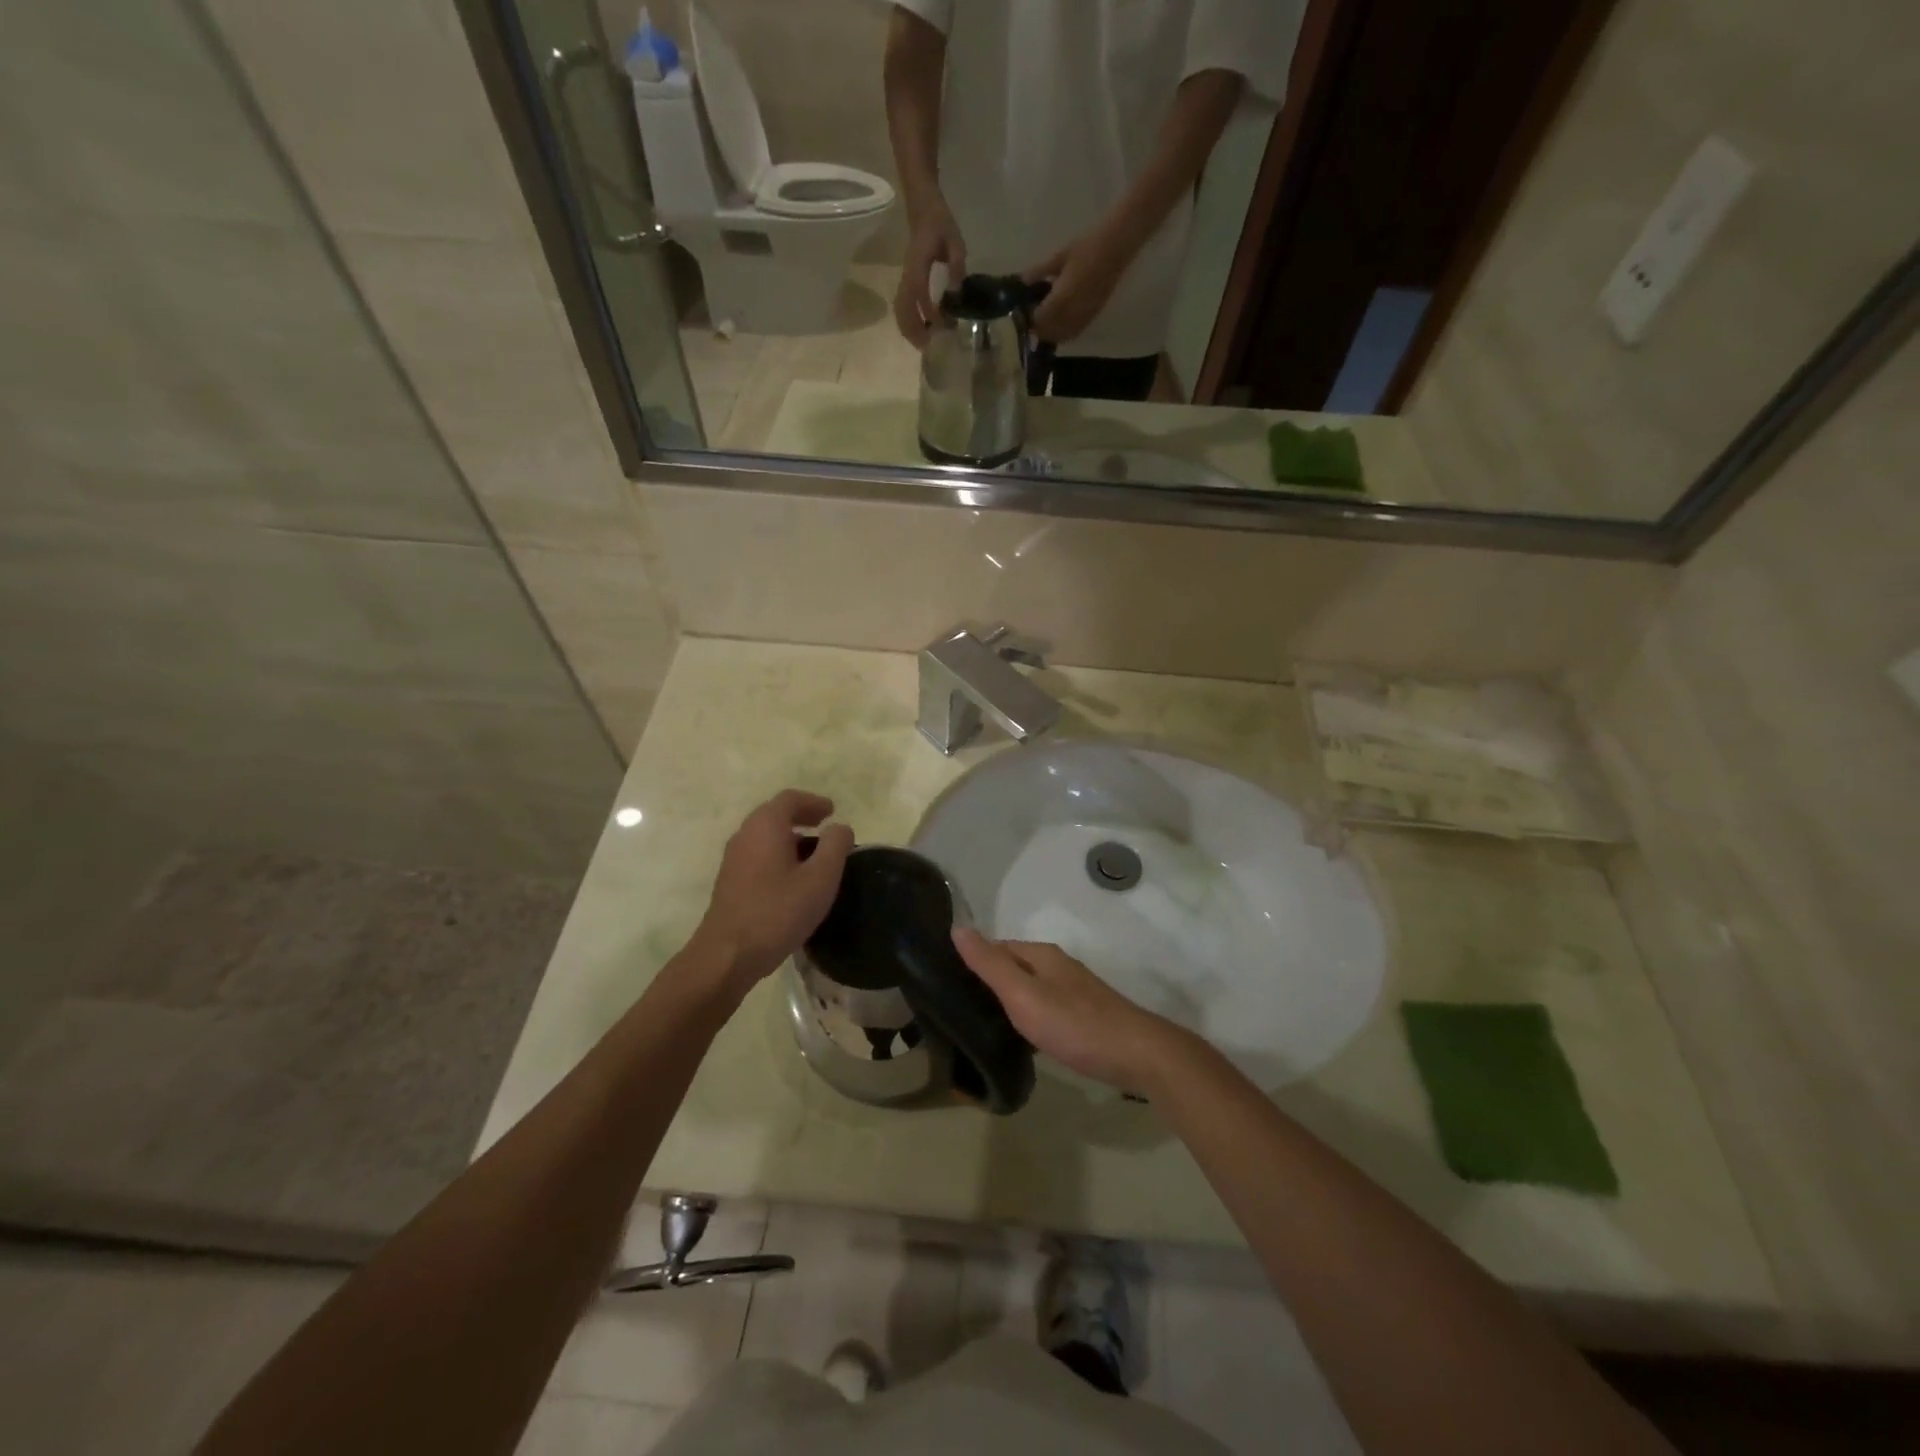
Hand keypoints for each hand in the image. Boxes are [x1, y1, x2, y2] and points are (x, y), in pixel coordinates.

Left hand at [691, 790, 853, 997]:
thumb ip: (835, 846)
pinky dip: (778, 854)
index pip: (790, 799)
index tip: (833, 811)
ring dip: (790, 837)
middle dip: (802, 816)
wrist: (728, 955)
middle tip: (825, 828)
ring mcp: (733, 859)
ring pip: (765, 836)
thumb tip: (840, 827)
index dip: (814, 802)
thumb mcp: (820, 878)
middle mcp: (745, 835)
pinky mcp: (730, 882)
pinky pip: (758, 855)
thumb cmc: (778, 912)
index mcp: (766, 826)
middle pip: (775, 814)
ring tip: (814, 854)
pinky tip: (793, 878)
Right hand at [894, 198, 966, 348]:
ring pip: (900, 309)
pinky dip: (909, 321)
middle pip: (902, 308)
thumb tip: (956, 291)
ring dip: (908, 329)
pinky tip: (922, 330)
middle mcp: (907, 275)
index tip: (940, 327)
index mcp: (918, 265)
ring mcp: (905, 278)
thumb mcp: (954, 240)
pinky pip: (903, 305)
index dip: (927, 312)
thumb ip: (957, 264)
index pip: (919, 293)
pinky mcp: (907, 281)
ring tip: (923, 344)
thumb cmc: (939, 222)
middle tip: (927, 348)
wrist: (922, 206)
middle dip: (912, 329)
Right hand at [951, 928, 1184, 1096]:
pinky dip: (1028, 1018)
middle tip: (958, 1009)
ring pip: (1029, 989)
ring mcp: (1073, 990)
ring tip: (981, 1026)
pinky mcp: (1083, 1015)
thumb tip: (958, 927)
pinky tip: (1019, 1039)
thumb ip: (990, 965)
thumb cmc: (1074, 1023)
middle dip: (988, 982)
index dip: (971, 961)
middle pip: (1013, 967)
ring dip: (1008, 1001)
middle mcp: (1056, 966)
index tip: (946, 983)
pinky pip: (1044, 1008)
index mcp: (1040, 955)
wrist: (1136, 1055)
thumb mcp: (1023, 995)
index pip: (996, 947)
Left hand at [1024, 228, 1133, 344]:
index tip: (1023, 312)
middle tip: (1033, 318)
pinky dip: (1065, 333)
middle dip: (1039, 328)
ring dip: (1052, 333)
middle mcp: (1071, 313)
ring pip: (1062, 336)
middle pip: (1049, 332)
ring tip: (1046, 321)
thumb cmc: (1086, 247)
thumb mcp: (1059, 256)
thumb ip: (1040, 270)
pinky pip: (1075, 332)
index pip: (1039, 319)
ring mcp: (1083, 316)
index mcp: (1061, 298)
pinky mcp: (1093, 316)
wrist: (1115, 247)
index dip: (1030, 319)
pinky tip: (1061, 323)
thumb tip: (1023, 280)